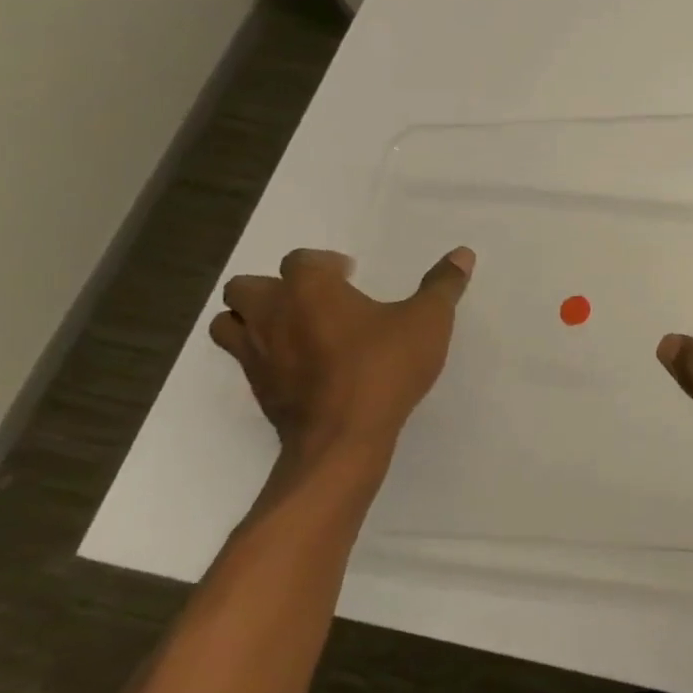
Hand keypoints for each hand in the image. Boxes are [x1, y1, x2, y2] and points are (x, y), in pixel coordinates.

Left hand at [211, 246, 474, 492]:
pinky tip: (299, 365)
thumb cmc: (384, 368)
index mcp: (309, 288)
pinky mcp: (256, 388)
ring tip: (293, 328)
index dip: (326, 264)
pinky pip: (244, 360)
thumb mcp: (428, 322)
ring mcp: (256, 353)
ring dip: (252, 318)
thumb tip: (463, 253)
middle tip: (315, 301)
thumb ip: (443, 285)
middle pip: (247, 285)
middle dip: (275, 287)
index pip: (302, 259)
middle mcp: (272, 313)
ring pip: (230, 322)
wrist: (342, 439)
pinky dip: (261, 354)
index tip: (351, 275)